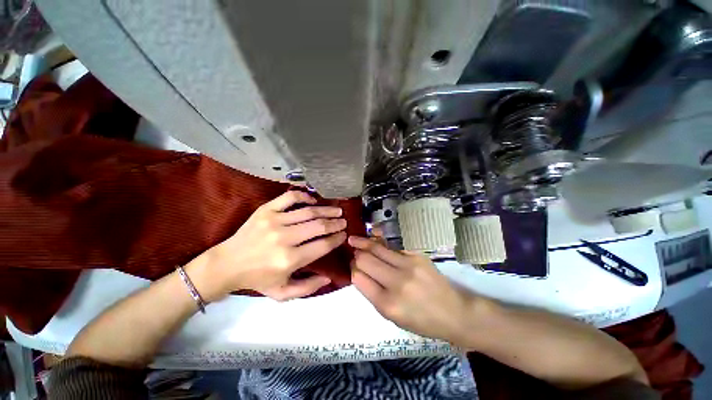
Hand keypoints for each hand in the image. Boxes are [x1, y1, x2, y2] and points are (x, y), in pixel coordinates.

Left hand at [188, 191, 346, 301]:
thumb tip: (330, 278)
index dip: (337, 238)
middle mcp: (284, 239)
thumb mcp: (283, 294)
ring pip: (308, 211)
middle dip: (336, 223)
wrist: (226, 265)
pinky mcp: (265, 210)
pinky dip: (304, 196)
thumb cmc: (257, 279)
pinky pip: (290, 197)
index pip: (323, 245)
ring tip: (337, 211)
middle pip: (319, 226)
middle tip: (343, 222)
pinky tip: (313, 200)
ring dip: (326, 210)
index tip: (344, 235)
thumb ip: (308, 288)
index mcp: (289, 260)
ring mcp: (274, 221)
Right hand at [349, 236, 476, 345]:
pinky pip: (392, 245)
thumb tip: (359, 272)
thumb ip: (373, 294)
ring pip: (377, 248)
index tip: (351, 265)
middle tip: (352, 250)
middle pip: (365, 259)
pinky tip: (374, 236)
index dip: (352, 269)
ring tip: (354, 239)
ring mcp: (408, 265)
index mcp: (387, 304)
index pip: (359, 277)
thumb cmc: (421, 321)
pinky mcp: (417, 255)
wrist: (454, 313)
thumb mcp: (392, 318)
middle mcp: (396, 282)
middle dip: (355, 254)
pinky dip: (380, 241)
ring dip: (363, 243)